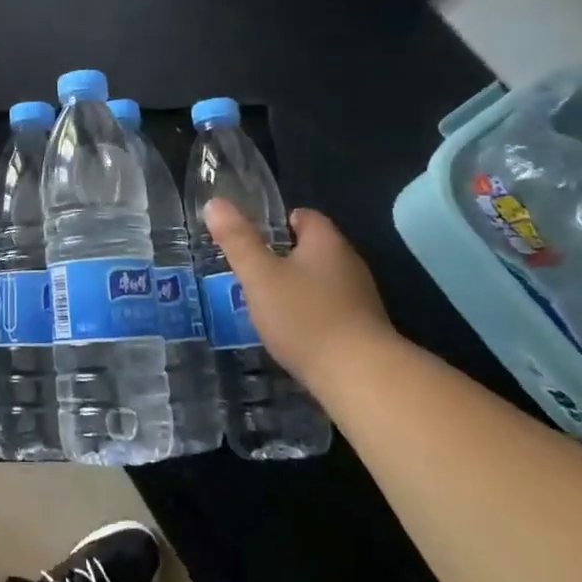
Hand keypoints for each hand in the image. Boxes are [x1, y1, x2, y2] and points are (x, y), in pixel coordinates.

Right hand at [202, 200, 396, 389]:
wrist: (361, 378)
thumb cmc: (305, 317)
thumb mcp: (260, 276)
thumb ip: (237, 240)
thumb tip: (216, 203)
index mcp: (326, 243)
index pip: (305, 216)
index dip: (279, 222)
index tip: (253, 237)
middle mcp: (349, 265)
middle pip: (314, 250)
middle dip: (285, 258)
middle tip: (253, 271)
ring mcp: (361, 300)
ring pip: (322, 283)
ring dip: (298, 289)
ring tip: (267, 304)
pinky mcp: (365, 332)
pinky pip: (331, 311)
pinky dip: (311, 316)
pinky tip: (293, 334)